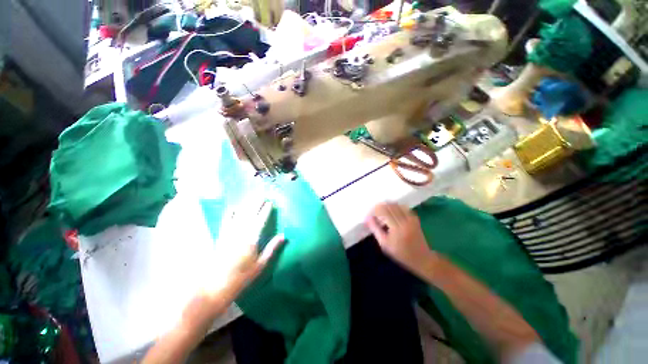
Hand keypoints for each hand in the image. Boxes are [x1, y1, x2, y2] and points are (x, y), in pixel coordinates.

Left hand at [202, 198, 284, 302]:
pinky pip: (226, 221)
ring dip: (246, 204)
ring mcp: (229, 233)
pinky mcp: (221, 236)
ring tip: (252, 197)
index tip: (270, 202)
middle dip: (256, 203)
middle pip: (250, 214)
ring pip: (239, 215)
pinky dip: (231, 213)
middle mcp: (240, 233)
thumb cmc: (242, 276)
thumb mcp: (260, 264)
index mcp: (251, 239)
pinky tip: (234, 207)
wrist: (215, 286)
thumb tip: (283, 235)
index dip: (265, 211)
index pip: (260, 221)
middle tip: (262, 194)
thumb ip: (272, 248)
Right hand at [365, 202, 433, 276]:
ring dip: (386, 206)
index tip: (368, 216)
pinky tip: (391, 212)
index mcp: (396, 228)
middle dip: (379, 207)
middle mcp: (404, 221)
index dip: (374, 211)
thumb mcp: (384, 244)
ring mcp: (411, 218)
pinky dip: (395, 207)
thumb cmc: (401, 254)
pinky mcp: (414, 218)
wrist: (422, 258)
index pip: (383, 211)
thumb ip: (375, 229)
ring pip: (396, 205)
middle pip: (389, 206)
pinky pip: (403, 207)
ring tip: (381, 212)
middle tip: (373, 213)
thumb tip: (367, 218)